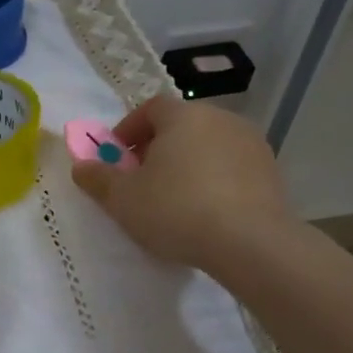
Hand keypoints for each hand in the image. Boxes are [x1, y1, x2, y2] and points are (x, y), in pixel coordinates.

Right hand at [72, 94, 291, 268]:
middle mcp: (221, 118)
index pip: (150, 108)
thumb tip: (81, 166)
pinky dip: (214, 179)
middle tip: (142, 179)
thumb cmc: (176, 210)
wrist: (250, 243)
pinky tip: (205, 210)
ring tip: (174, 198)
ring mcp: (251, 143)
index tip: (117, 157)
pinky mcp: (271, 172)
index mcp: (183, 116)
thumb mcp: (122, 199)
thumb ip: (98, 179)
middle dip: (157, 147)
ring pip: (208, 145)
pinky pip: (232, 167)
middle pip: (181, 125)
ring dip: (188, 163)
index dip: (129, 130)